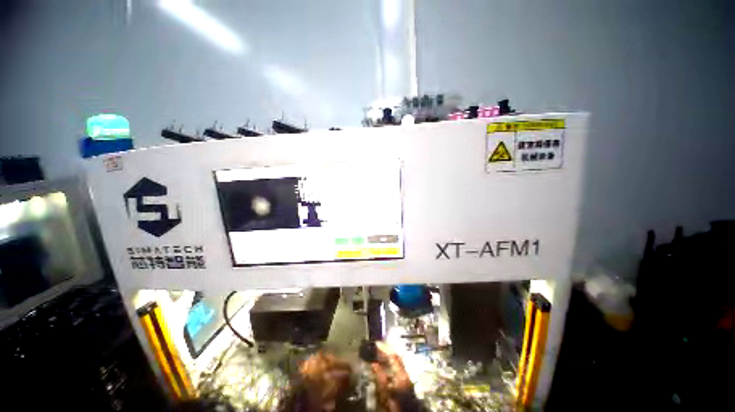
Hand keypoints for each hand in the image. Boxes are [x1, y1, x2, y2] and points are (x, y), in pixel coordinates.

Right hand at [371, 342, 413, 411]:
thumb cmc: (396, 406)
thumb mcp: (385, 393)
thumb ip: (380, 378)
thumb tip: (373, 363)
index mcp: (402, 375)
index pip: (393, 356)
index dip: (384, 348)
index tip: (376, 343)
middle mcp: (406, 375)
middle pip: (397, 358)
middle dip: (387, 352)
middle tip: (377, 347)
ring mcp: (406, 379)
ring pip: (397, 364)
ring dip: (388, 358)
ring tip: (378, 356)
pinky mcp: (405, 384)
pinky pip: (397, 370)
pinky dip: (390, 366)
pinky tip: (384, 368)